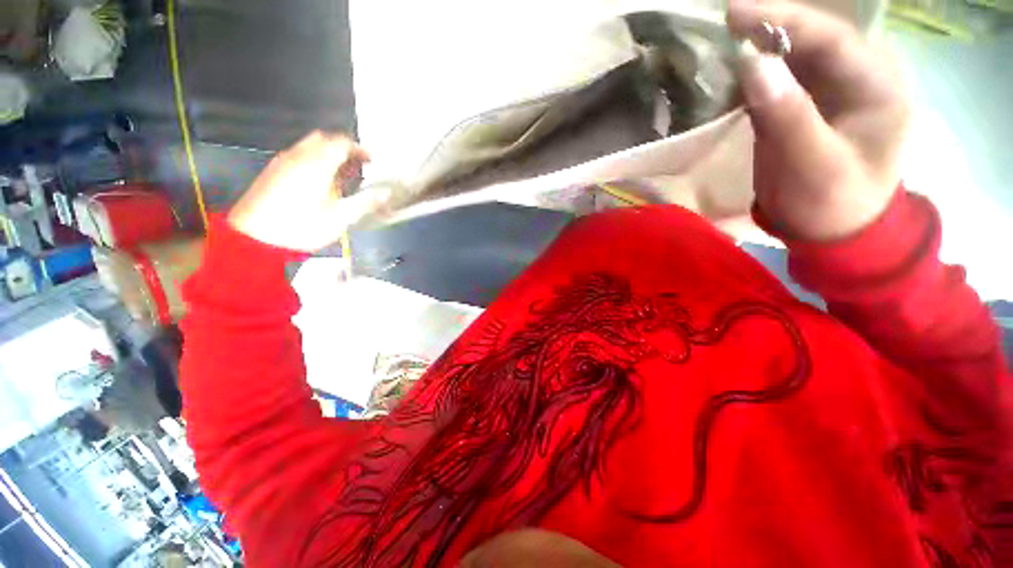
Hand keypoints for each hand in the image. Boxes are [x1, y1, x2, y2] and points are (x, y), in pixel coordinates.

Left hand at [227, 132, 389, 251]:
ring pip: (309, 146)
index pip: (341, 143)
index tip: (372, 161)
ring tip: (343, 174)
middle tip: (358, 165)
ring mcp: (283, 162)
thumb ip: (365, 202)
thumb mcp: (340, 218)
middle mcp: (298, 156)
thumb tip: (387, 193)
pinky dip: (315, 160)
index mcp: (317, 164)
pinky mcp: (273, 171)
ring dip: (328, 153)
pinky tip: (321, 181)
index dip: (360, 149)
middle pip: (324, 138)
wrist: (256, 238)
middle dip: (343, 148)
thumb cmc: (301, 226)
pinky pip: (299, 156)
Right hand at [727, 0, 909, 240]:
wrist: (826, 228)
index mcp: (879, 86)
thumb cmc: (830, 203)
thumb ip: (786, 113)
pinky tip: (730, 71)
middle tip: (725, 21)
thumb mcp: (812, 164)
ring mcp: (829, 90)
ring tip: (722, 40)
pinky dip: (752, 73)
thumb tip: (750, 63)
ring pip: (793, 55)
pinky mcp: (804, 105)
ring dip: (758, 47)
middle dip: (769, 27)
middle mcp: (857, 77)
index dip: (784, 20)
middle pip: (812, 38)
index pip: (832, 38)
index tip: (734, 12)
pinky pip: (778, 78)